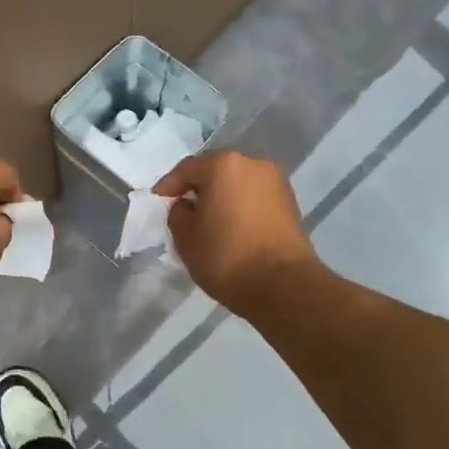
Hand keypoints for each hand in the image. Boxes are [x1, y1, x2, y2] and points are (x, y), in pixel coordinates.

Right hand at [155, 151, 316, 314]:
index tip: (158, 200)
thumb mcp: (185, 238)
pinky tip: (231, 227)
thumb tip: (186, 206)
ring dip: (222, 196)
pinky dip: (240, 206)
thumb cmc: (226, 256)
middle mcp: (252, 164)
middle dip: (198, 187)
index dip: (169, 185)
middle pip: (216, 170)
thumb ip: (178, 214)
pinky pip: (254, 197)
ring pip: (238, 183)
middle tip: (183, 208)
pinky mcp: (290, 202)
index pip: (187, 169)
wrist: (282, 284)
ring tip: (209, 220)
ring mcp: (276, 182)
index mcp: (222, 165)